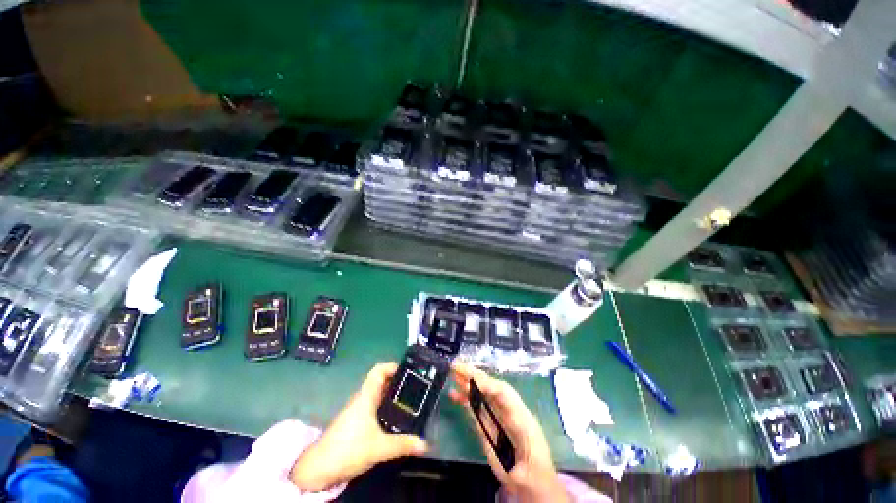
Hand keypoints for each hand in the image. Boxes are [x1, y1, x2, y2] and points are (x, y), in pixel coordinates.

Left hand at [290, 362, 428, 491]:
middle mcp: (361, 398)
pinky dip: (385, 408)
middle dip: (397, 382)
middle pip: (380, 381)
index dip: (392, 366)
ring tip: (409, 402)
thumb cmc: (348, 449)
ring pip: (377, 395)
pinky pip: (373, 407)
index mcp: (366, 396)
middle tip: (415, 388)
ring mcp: (357, 410)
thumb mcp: (379, 448)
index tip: (408, 371)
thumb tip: (425, 444)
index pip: (378, 370)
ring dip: (391, 396)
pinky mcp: (355, 422)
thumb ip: (403, 445)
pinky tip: (394, 419)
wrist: (318, 469)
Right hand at [449, 363, 567, 502]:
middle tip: (456, 366)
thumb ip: (513, 444)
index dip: (487, 384)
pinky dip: (465, 399)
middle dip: (473, 375)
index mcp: (520, 415)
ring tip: (452, 374)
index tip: (471, 380)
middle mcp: (508, 411)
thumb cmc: (534, 473)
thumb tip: (493, 426)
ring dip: (467, 383)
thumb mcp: (525, 460)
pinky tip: (454, 394)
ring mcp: (498, 417)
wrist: (534, 485)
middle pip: (490, 387)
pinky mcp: (488, 426)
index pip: (503, 392)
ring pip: (481, 395)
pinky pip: (476, 408)